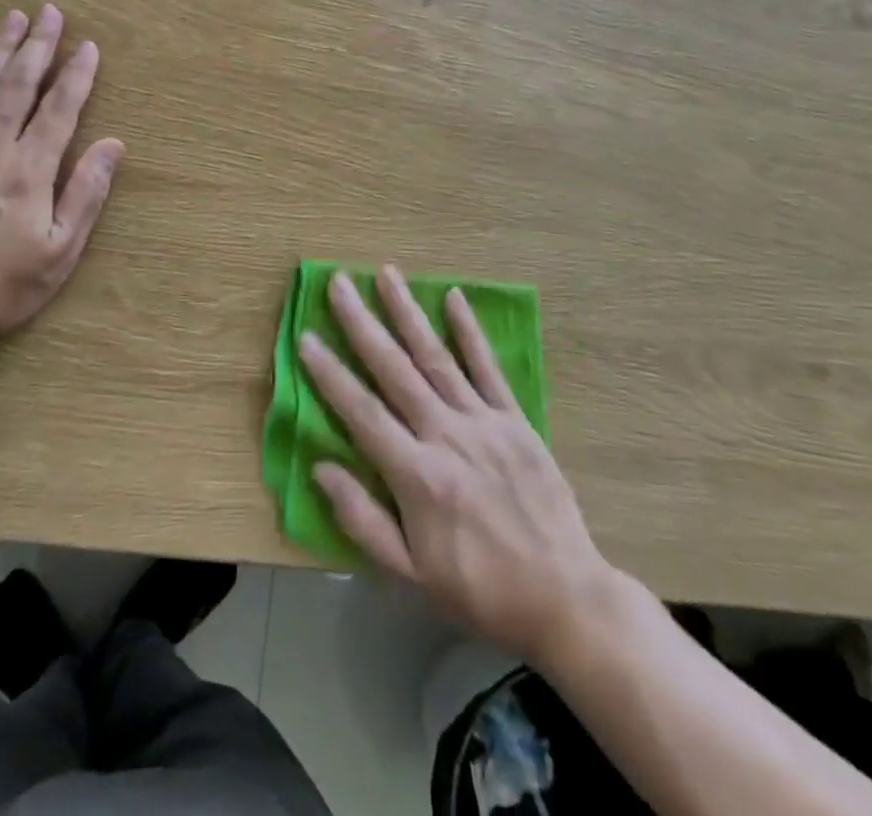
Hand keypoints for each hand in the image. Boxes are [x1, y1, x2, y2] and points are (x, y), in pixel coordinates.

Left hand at [0, 5, 123, 353]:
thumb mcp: (60, 252)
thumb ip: (86, 193)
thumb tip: (114, 145)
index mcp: (30, 170)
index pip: (60, 109)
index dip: (76, 76)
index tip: (88, 47)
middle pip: (19, 86)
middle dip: (39, 46)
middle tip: (50, 12)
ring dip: (1, 50)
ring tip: (15, 18)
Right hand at [300, 266, 618, 667]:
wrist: (565, 598)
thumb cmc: (480, 591)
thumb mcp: (412, 574)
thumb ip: (363, 520)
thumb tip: (321, 468)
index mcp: (418, 476)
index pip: (362, 412)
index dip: (330, 374)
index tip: (306, 337)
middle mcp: (447, 436)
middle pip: (395, 370)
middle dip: (362, 324)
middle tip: (338, 283)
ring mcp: (484, 422)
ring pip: (437, 357)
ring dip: (408, 313)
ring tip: (386, 274)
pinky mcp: (516, 420)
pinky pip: (489, 368)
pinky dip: (469, 331)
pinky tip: (453, 297)